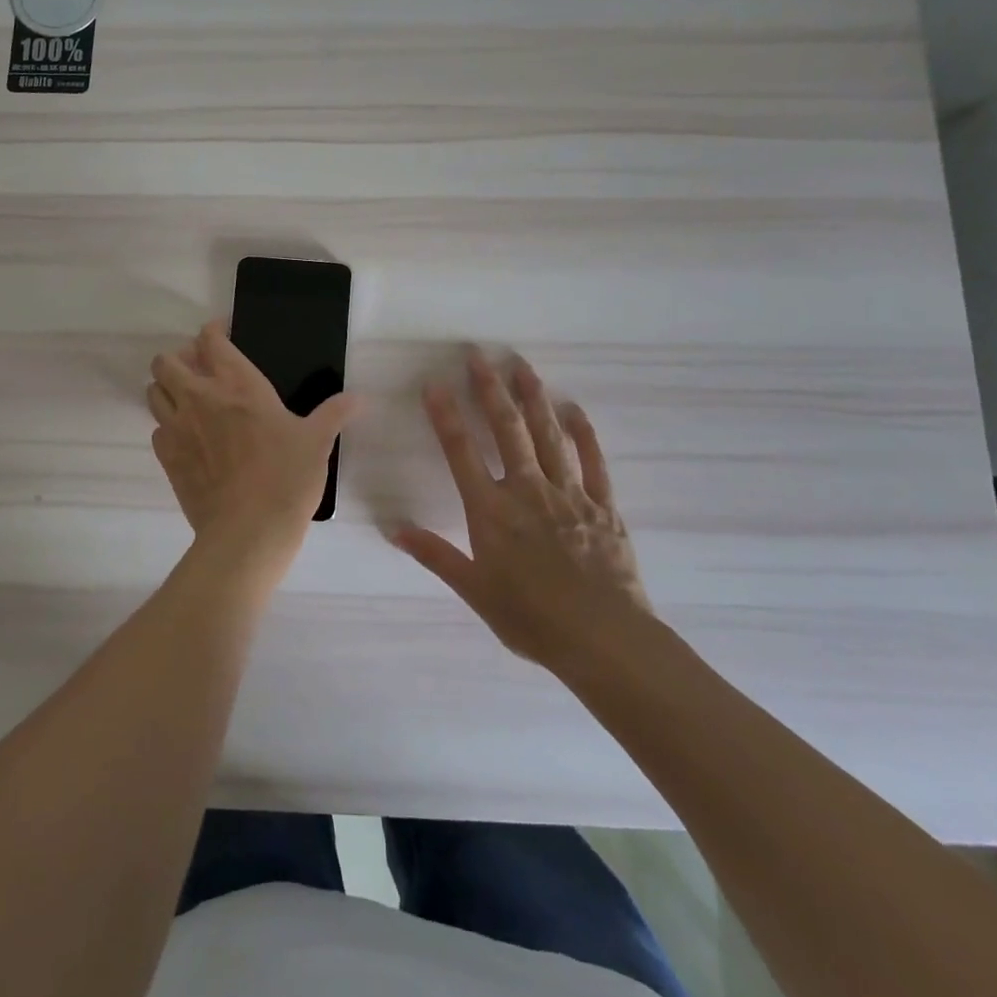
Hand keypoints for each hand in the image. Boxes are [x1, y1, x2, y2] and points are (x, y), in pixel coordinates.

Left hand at [147, 321, 361, 584]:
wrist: (248, 532)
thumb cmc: (286, 478)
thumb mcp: (317, 442)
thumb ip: (334, 414)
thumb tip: (359, 398)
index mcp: (238, 384)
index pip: (211, 340)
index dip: (213, 331)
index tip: (223, 333)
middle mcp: (200, 397)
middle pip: (167, 361)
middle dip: (179, 359)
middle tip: (200, 371)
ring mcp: (178, 427)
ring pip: (153, 391)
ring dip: (167, 389)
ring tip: (188, 401)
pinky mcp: (166, 457)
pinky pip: (156, 429)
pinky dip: (167, 427)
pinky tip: (187, 439)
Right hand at [397, 349, 650, 673]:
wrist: (604, 640)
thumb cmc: (531, 619)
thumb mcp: (474, 590)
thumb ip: (434, 555)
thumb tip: (392, 529)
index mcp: (491, 511)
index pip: (461, 452)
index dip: (446, 416)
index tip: (434, 384)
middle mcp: (527, 490)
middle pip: (506, 430)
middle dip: (490, 390)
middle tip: (479, 355)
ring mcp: (569, 494)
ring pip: (548, 435)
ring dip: (534, 398)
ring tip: (522, 366)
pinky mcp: (603, 506)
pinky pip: (593, 462)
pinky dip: (583, 434)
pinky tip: (574, 409)